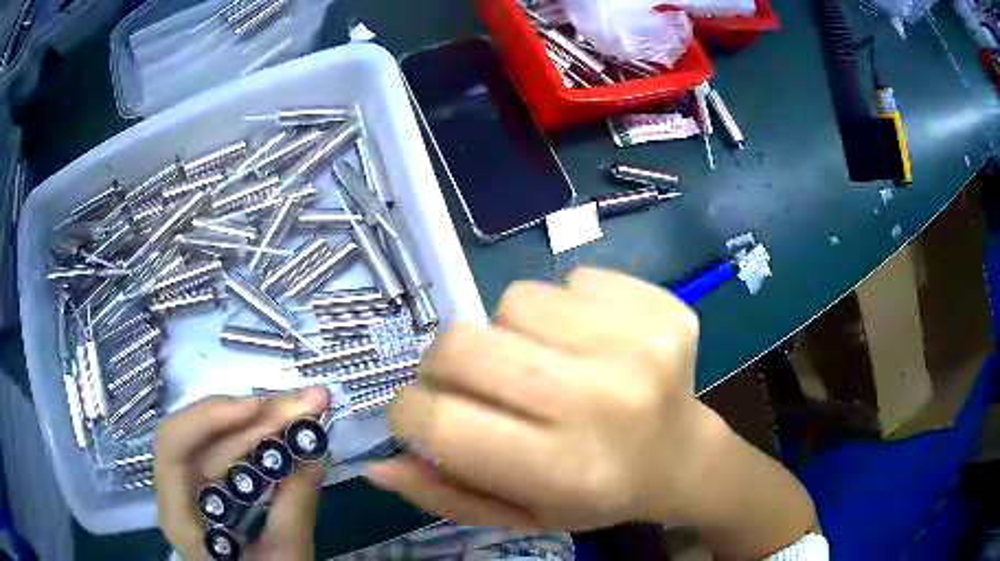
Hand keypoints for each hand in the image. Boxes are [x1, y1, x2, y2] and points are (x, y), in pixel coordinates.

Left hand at [154, 387, 330, 560]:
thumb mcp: (282, 560)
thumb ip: (295, 510)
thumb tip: (317, 453)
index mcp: (179, 514)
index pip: (174, 446)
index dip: (209, 418)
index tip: (258, 408)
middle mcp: (178, 491)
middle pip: (204, 436)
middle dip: (257, 416)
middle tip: (309, 401)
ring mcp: (195, 486)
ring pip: (221, 439)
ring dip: (264, 422)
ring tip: (308, 408)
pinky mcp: (213, 487)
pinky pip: (232, 452)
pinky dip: (261, 439)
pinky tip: (288, 431)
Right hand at [365, 268, 710, 530]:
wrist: (683, 455)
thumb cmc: (597, 495)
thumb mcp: (519, 515)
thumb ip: (445, 496)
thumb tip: (376, 465)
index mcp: (564, 469)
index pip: (437, 421)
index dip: (408, 413)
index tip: (422, 416)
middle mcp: (602, 401)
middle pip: (462, 344)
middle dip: (447, 364)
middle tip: (479, 385)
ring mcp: (638, 343)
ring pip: (512, 301)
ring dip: (511, 334)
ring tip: (547, 366)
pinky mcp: (659, 304)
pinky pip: (569, 280)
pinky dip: (563, 309)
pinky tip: (591, 344)